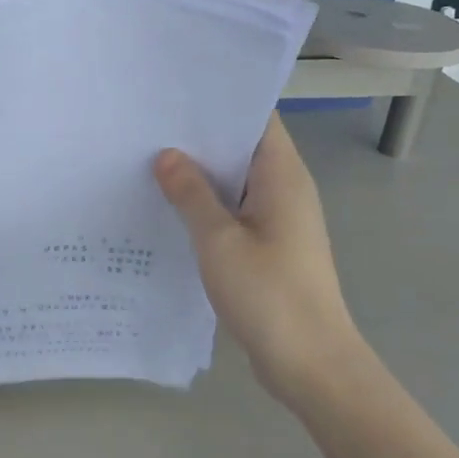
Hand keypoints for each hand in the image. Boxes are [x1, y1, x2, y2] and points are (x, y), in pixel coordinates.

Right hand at [154, 115, 368, 399]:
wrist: (310, 364)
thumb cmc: (269, 294)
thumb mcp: (218, 240)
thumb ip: (191, 194)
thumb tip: (167, 155)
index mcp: (282, 176)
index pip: (256, 118)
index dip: (220, 102)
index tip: (175, 94)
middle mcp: (285, 190)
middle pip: (242, 148)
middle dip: (199, 137)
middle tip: (148, 125)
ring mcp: (278, 220)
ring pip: (235, 183)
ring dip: (200, 175)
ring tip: (148, 159)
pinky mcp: (268, 247)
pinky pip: (234, 212)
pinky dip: (206, 206)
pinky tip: (168, 208)